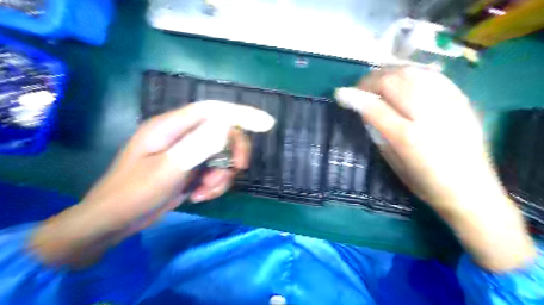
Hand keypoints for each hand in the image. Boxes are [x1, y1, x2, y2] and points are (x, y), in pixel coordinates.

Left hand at [30, 101, 271, 265]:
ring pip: (221, 155)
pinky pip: (214, 170)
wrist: (113, 222)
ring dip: (222, 175)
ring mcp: (187, 152)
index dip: (241, 114)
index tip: (267, 123)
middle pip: (223, 133)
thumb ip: (196, 146)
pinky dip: (214, 184)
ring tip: (205, 192)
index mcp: (170, 127)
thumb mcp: (166, 171)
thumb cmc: (132, 195)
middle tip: (236, 172)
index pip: (213, 111)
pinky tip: (199, 196)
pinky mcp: (190, 168)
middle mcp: (181, 135)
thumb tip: (226, 125)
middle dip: (233, 154)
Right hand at [337, 66, 534, 271]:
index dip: (354, 97)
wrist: (472, 191)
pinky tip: (402, 77)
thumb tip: (364, 111)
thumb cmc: (426, 184)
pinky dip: (412, 72)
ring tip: (377, 80)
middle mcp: (430, 116)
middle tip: (359, 87)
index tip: (340, 93)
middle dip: (370, 81)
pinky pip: (433, 75)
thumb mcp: (394, 164)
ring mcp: (449, 105)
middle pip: (393, 84)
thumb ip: (379, 134)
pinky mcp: (462, 101)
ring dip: (389, 72)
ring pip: (413, 73)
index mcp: (409, 138)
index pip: (375, 108)